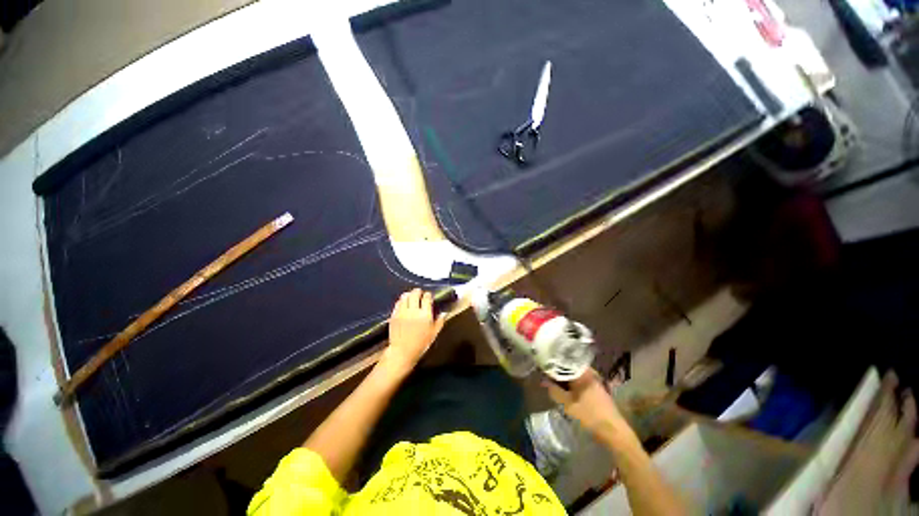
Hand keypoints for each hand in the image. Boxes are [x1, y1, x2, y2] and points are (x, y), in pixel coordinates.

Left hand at [379, 289, 445, 377]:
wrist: (402, 351)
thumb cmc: (421, 344)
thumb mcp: (433, 334)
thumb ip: (439, 322)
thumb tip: (444, 313)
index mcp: (425, 315)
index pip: (427, 297)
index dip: (428, 295)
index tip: (429, 297)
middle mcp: (413, 310)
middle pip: (415, 293)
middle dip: (418, 292)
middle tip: (420, 294)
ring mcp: (402, 311)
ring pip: (405, 296)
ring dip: (409, 295)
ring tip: (411, 298)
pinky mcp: (394, 314)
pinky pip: (398, 303)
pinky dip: (402, 301)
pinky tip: (404, 304)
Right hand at [543, 369, 633, 446]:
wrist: (609, 426)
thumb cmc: (588, 414)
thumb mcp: (568, 404)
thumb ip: (555, 391)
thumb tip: (544, 381)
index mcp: (585, 373)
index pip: (566, 363)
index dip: (554, 365)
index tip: (543, 370)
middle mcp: (591, 373)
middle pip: (572, 369)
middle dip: (559, 373)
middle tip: (546, 379)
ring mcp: (595, 381)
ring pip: (576, 377)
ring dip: (566, 381)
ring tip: (554, 386)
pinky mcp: (597, 390)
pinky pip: (581, 383)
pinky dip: (573, 386)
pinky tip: (566, 393)